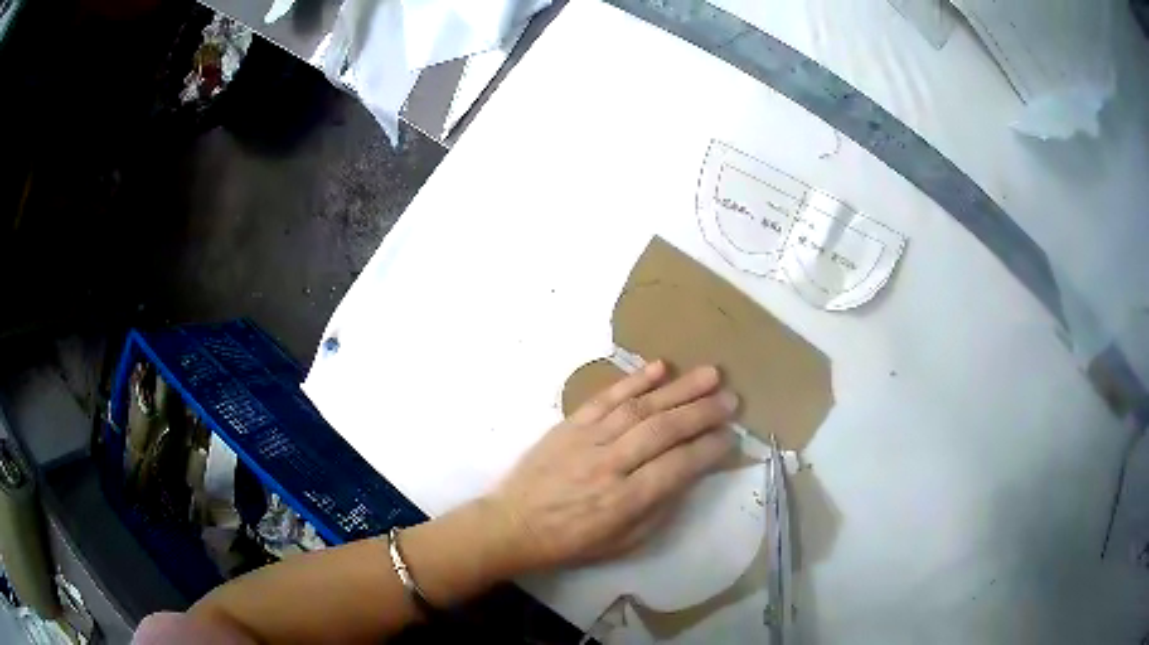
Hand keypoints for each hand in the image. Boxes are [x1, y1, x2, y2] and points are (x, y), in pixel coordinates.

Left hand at [485, 361, 736, 573]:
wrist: (513, 524)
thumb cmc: (572, 541)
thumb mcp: (623, 542)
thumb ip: (660, 508)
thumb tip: (690, 473)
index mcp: (625, 501)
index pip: (678, 466)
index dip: (709, 449)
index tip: (731, 436)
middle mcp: (610, 465)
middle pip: (664, 430)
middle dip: (703, 412)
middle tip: (731, 399)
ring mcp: (588, 440)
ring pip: (640, 408)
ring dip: (678, 388)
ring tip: (710, 374)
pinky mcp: (570, 424)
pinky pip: (606, 398)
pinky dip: (634, 380)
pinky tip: (660, 367)